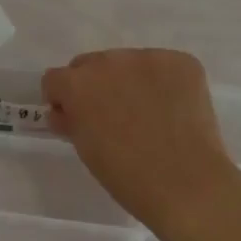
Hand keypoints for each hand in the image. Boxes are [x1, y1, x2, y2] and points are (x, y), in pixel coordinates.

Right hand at [42, 49, 240, 235]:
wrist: (185, 183)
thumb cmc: (125, 175)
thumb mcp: (85, 149)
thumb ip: (70, 121)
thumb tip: (65, 112)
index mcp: (78, 84)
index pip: (56, 79)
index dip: (62, 99)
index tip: (74, 118)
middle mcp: (110, 61)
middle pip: (91, 65)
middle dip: (94, 86)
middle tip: (112, 117)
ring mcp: (150, 57)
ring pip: (129, 63)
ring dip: (129, 81)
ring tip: (147, 115)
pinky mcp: (182, 62)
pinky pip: (163, 66)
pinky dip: (162, 84)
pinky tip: (172, 110)